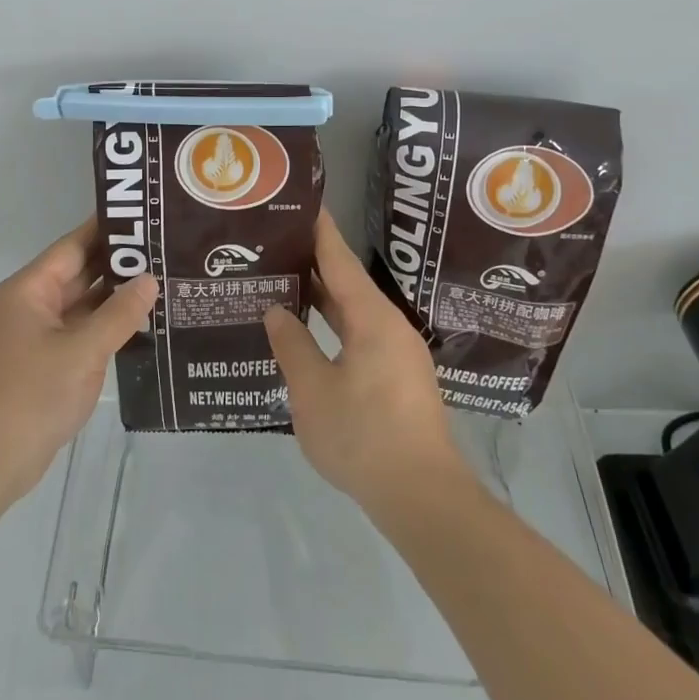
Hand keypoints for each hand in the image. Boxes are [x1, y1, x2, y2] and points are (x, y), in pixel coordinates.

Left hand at [0, 221, 157, 514]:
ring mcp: (39, 335)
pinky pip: (83, 332)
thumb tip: (150, 279)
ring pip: (84, 304)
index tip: (147, 214)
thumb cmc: (30, 396)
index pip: (75, 245)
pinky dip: (109, 326)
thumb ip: (119, 314)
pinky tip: (144, 323)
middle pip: (81, 272)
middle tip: (169, 249)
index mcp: (32, 289)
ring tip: (166, 280)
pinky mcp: (47, 363)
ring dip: (118, 296)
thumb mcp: (81, 351)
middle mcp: (33, 304)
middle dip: (121, 263)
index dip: (110, 229)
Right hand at [263, 211, 467, 516]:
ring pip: (354, 311)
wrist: (422, 496)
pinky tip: (309, 331)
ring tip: (285, 280)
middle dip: (313, 262)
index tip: (301, 203)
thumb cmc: (364, 436)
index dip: (319, 230)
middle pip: (347, 282)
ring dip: (322, 297)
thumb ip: (292, 345)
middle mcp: (389, 326)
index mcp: (372, 318)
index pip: (339, 260)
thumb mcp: (313, 391)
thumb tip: (277, 311)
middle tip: (276, 243)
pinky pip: (360, 335)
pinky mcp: (398, 377)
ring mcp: (397, 353)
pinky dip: (334, 324)